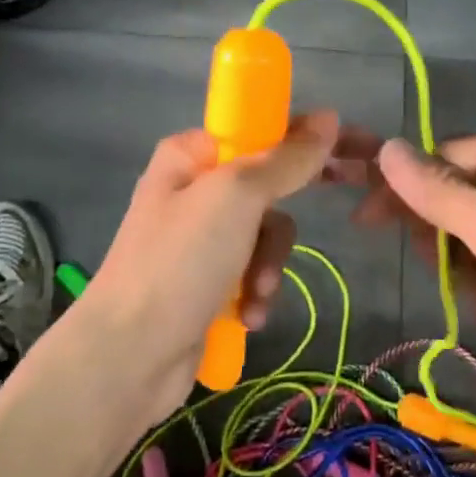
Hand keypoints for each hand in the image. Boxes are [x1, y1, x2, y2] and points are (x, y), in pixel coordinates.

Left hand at [88, 112, 339, 416]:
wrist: (127, 358)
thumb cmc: (181, 261)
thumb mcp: (238, 197)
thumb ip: (287, 158)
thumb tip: (330, 117)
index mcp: (192, 154)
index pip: (261, 130)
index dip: (305, 141)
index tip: (349, 156)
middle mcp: (194, 189)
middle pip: (268, 186)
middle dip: (280, 223)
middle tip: (315, 224)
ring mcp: (198, 238)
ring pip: (265, 234)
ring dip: (268, 265)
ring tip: (255, 292)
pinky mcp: (204, 281)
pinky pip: (251, 271)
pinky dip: (254, 291)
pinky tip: (246, 315)